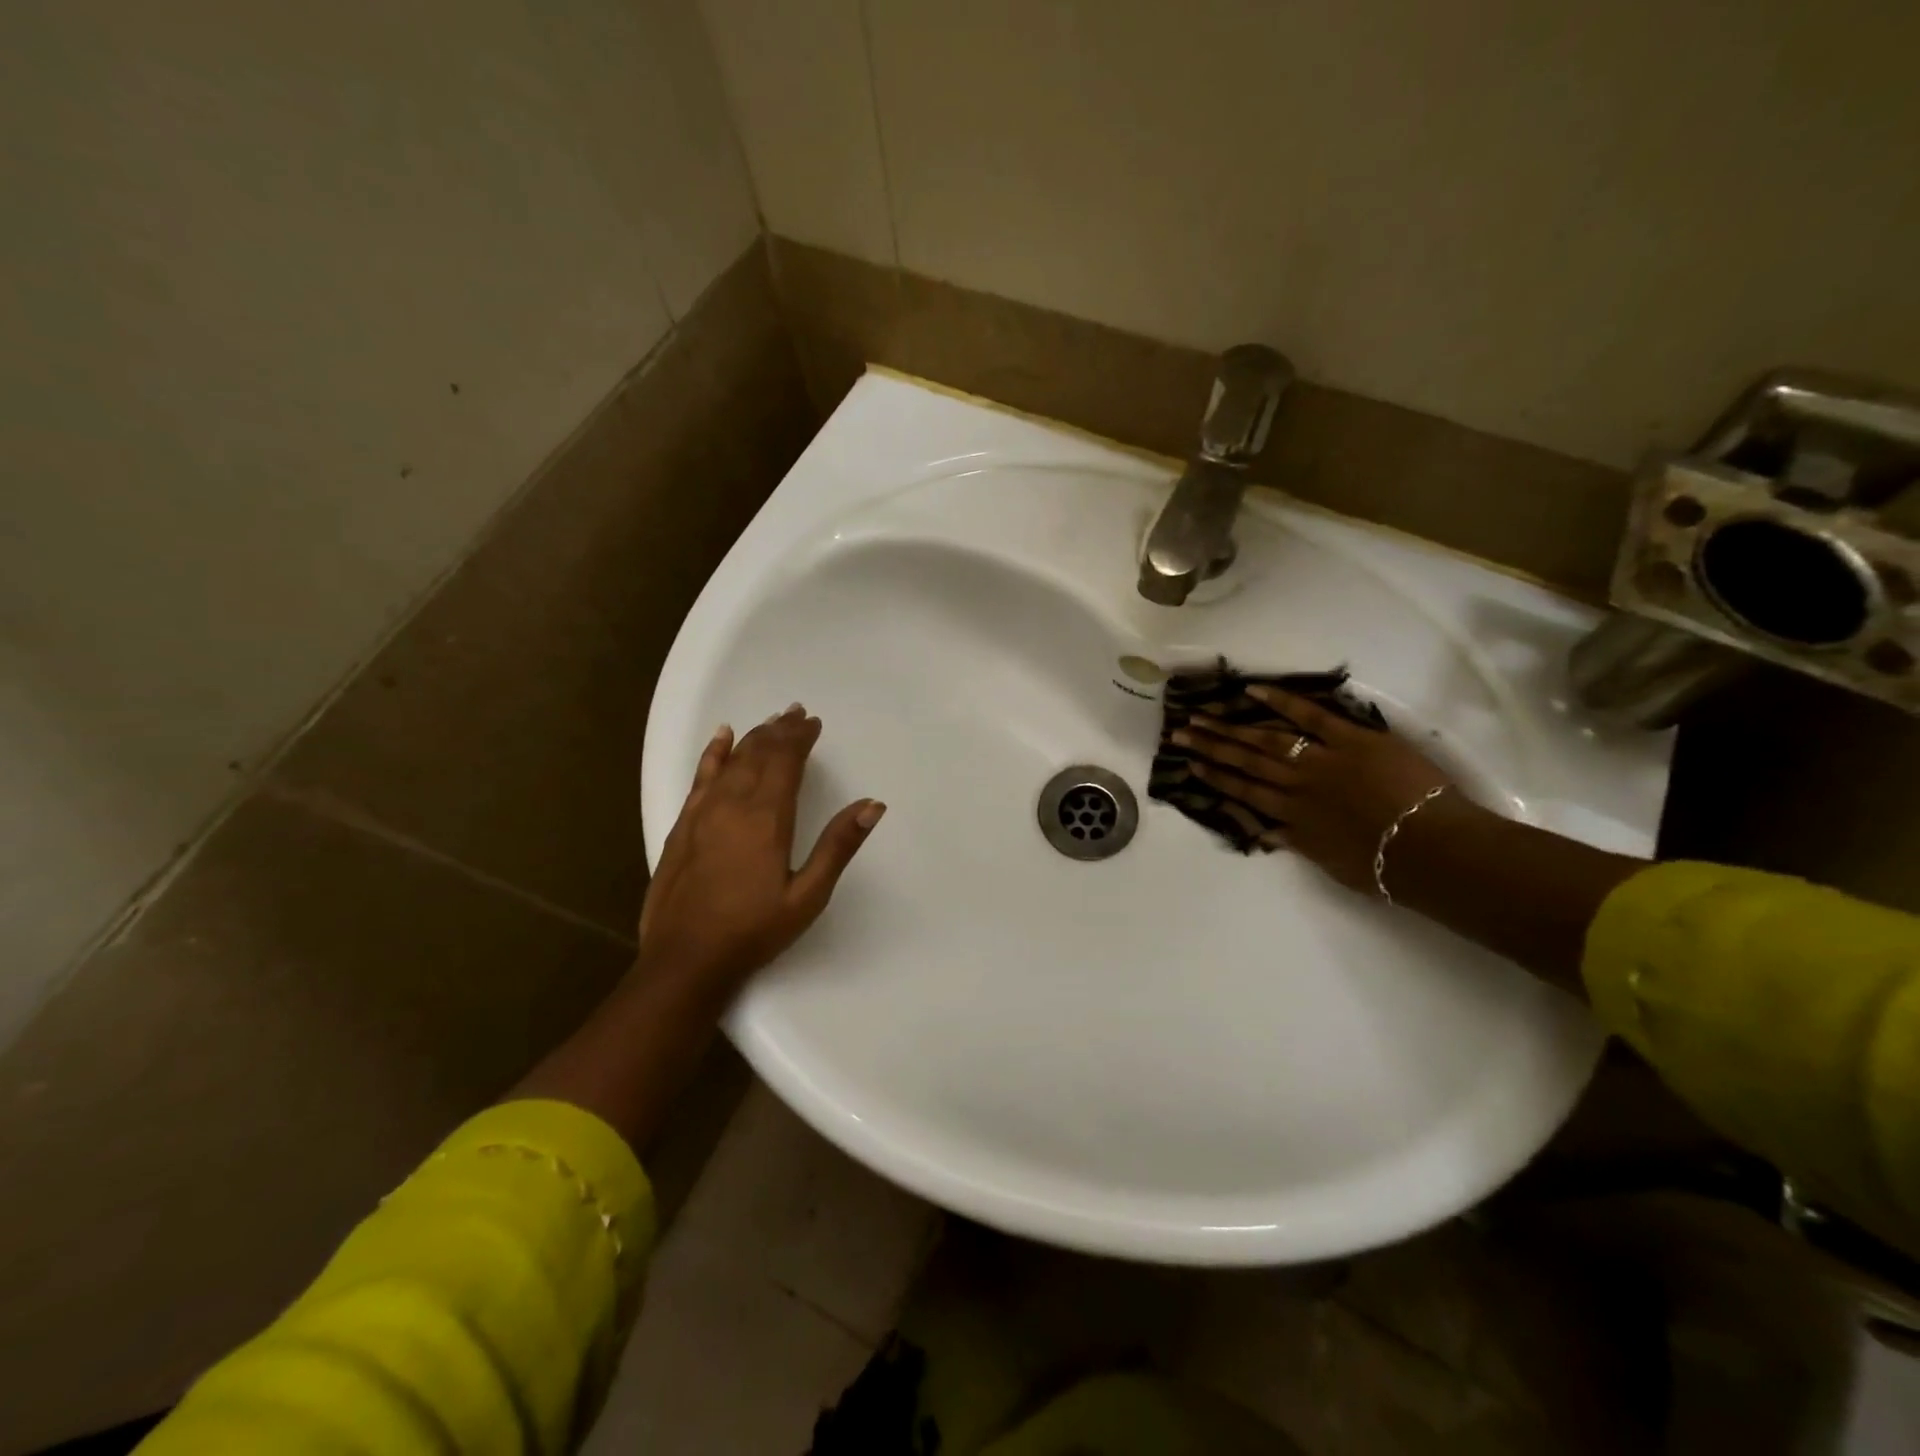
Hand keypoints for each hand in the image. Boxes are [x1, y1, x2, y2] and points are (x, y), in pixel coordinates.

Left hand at [639, 704, 883, 994]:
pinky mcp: (683, 825)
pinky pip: (701, 776)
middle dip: (780, 730)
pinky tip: (721, 738)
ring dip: (753, 737)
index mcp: (767, 818)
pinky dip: (713, 753)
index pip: (786, 762)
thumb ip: (838, 846)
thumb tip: (872, 804)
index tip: (814, 723)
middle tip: (797, 713)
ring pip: (731, 760)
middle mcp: (733, 805)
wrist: (685, 959)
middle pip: (759, 754)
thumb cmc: (754, 930)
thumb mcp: (808, 895)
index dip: (800, 738)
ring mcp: (703, 813)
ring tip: (771, 720)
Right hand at [1172, 686, 1455, 892]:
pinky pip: (1312, 716)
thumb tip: (1269, 831)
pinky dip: (1282, 702)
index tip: (1190, 765)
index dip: (1215, 778)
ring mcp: (1322, 760)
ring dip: (1232, 726)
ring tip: (1203, 715)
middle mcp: (1296, 786)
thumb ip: (1300, 843)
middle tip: (1181, 732)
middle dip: (1211, 747)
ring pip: (1267, 740)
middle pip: (1245, 762)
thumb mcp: (1331, 863)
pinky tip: (1253, 691)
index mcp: (1292, 818)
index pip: (1244, 793)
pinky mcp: (1352, 740)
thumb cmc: (1385, 867)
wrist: (1431, 850)